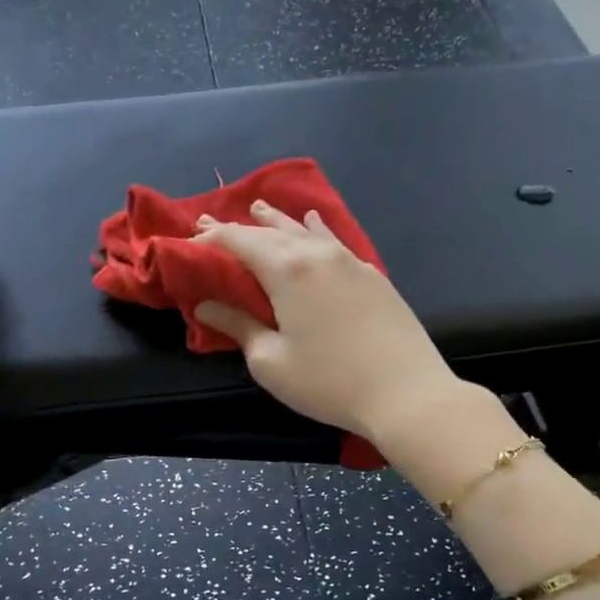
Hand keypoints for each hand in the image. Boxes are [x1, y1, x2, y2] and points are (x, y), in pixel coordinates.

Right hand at [192, 200, 462, 440]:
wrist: (406, 392)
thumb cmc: (329, 382)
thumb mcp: (271, 362)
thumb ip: (238, 326)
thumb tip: (206, 305)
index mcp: (287, 271)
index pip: (240, 241)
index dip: (213, 237)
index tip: (192, 236)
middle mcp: (318, 255)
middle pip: (271, 232)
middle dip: (240, 226)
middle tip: (213, 220)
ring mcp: (350, 262)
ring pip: (306, 230)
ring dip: (278, 220)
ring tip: (260, 208)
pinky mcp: (373, 275)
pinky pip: (335, 241)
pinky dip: (316, 230)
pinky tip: (315, 224)